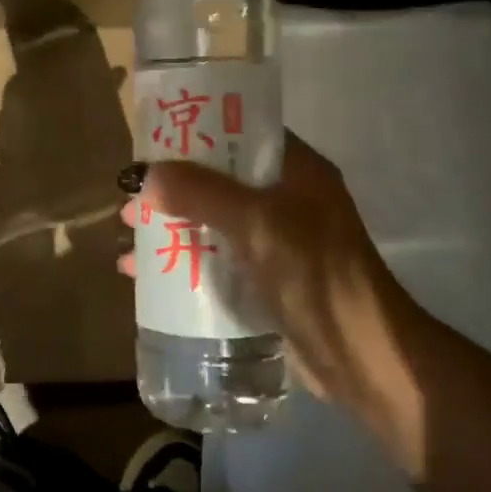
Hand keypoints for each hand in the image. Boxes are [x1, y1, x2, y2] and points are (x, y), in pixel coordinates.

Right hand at [122, 132, 431, 464]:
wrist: (363, 358)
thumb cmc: (316, 275)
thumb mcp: (257, 224)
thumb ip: (201, 194)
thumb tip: (145, 175)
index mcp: (296, 171)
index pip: (241, 133)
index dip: (197, 133)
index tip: (152, 140)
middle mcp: (287, 199)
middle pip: (218, 180)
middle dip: (172, 188)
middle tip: (131, 198)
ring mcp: (277, 242)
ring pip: (212, 222)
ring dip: (171, 226)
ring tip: (128, 236)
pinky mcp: (267, 280)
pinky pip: (216, 259)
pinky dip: (182, 261)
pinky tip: (142, 276)